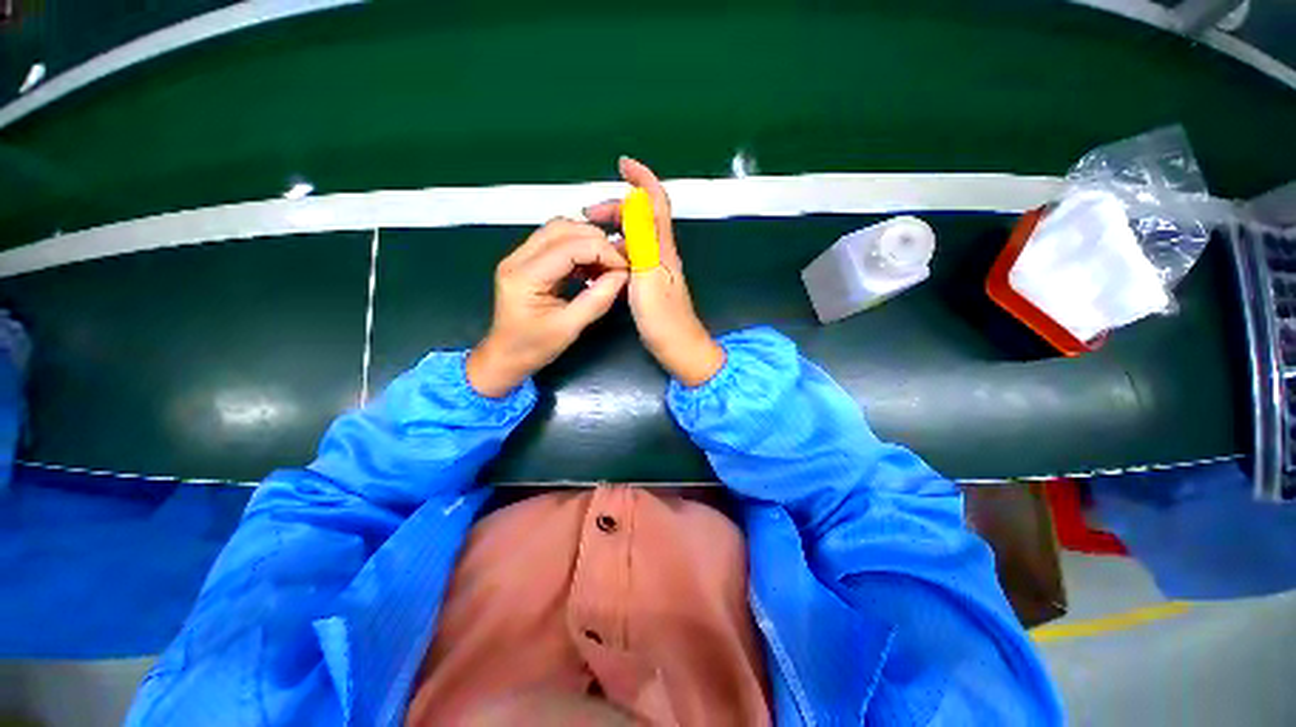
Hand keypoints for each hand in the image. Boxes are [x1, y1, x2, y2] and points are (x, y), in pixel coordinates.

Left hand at [467, 219, 628, 396]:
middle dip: (595, 240)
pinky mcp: (527, 261)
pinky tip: (593, 267)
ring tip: (607, 263)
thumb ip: (597, 300)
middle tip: (617, 263)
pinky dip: (579, 250)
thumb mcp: (569, 327)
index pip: (569, 247)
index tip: (624, 267)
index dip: (601, 251)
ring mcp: (520, 257)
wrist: (505, 356)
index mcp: (524, 276)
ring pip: (559, 230)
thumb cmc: (534, 347)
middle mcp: (518, 258)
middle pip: (562, 228)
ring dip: (587, 241)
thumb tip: (622, 276)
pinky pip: (556, 243)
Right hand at [585, 157, 724, 386]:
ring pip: (634, 238)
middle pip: (640, 218)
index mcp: (661, 248)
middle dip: (614, 208)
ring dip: (611, 230)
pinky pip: (631, 257)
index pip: (656, 203)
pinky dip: (614, 251)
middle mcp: (660, 253)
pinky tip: (600, 262)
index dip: (643, 179)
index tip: (623, 164)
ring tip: (587, 239)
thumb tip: (635, 201)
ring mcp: (656, 269)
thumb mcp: (648, 276)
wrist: (678, 348)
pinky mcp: (650, 284)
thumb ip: (643, 240)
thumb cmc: (662, 319)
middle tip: (587, 216)